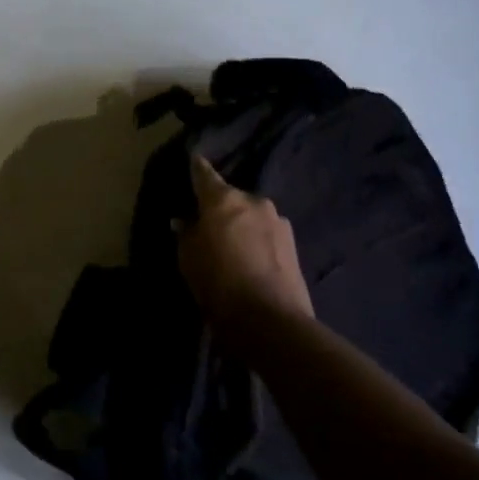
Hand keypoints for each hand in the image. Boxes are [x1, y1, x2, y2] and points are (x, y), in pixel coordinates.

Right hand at [178, 153, 315, 326]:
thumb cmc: (218, 283)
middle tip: (209, 223)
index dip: (197, 167)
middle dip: (221, 207)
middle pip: (231, 197)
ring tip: (233, 246)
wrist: (270, 320)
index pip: (205, 174)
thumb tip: (185, 220)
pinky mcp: (293, 244)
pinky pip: (266, 234)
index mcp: (224, 199)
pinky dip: (257, 241)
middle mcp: (254, 201)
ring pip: (251, 216)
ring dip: (242, 225)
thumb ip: (186, 233)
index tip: (194, 159)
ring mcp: (278, 221)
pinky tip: (251, 260)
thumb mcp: (189, 258)